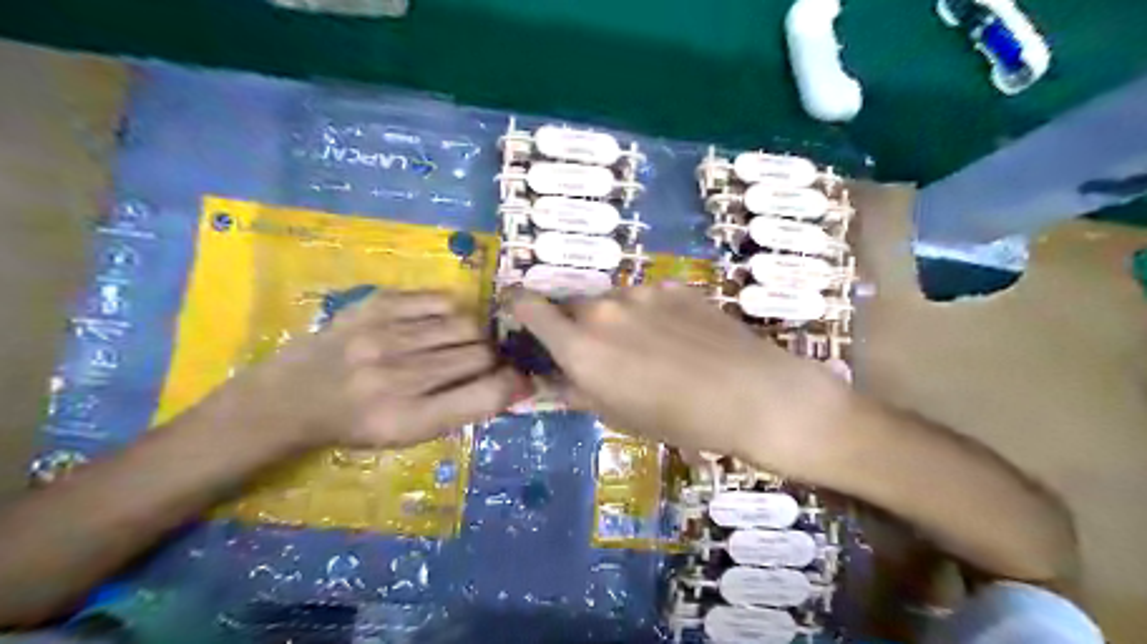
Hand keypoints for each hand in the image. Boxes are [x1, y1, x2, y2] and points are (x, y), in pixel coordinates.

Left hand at [226, 290, 519, 447]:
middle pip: (481, 355)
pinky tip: (440, 323)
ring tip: (462, 342)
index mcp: (409, 419)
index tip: (520, 380)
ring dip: (474, 336)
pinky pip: (440, 299)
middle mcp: (400, 376)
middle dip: (493, 361)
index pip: (486, 395)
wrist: (291, 397)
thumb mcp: (410, 435)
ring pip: (466, 325)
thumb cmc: (357, 424)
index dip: (514, 385)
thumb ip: (463, 409)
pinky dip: (452, 311)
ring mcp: (386, 335)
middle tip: (484, 363)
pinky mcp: (376, 305)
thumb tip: (513, 382)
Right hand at [510, 284, 848, 461]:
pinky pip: (647, 297)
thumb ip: (577, 391)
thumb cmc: (678, 421)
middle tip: (602, 354)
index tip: (520, 312)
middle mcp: (603, 309)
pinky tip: (677, 337)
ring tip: (649, 349)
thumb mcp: (618, 416)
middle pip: (574, 307)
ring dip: (616, 320)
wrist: (751, 394)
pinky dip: (649, 313)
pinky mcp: (674, 287)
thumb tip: (553, 379)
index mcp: (581, 346)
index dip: (519, 306)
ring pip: (612, 301)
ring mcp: (641, 292)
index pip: (530, 308)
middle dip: (578, 327)